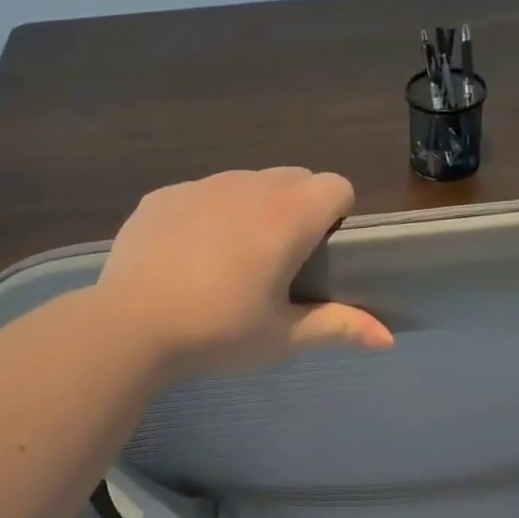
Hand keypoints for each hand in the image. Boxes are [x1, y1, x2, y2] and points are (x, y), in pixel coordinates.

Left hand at [95, 167, 393, 375]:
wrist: (129, 327)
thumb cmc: (219, 332)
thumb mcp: (283, 336)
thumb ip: (339, 327)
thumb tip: (389, 340)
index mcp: (287, 216)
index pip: (337, 185)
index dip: (340, 215)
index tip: (323, 253)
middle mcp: (248, 186)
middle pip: (296, 177)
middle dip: (301, 208)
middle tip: (283, 261)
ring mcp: (200, 186)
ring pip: (248, 182)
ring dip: (255, 208)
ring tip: (233, 259)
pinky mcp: (163, 195)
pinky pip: (203, 193)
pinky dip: (210, 214)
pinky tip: (189, 257)